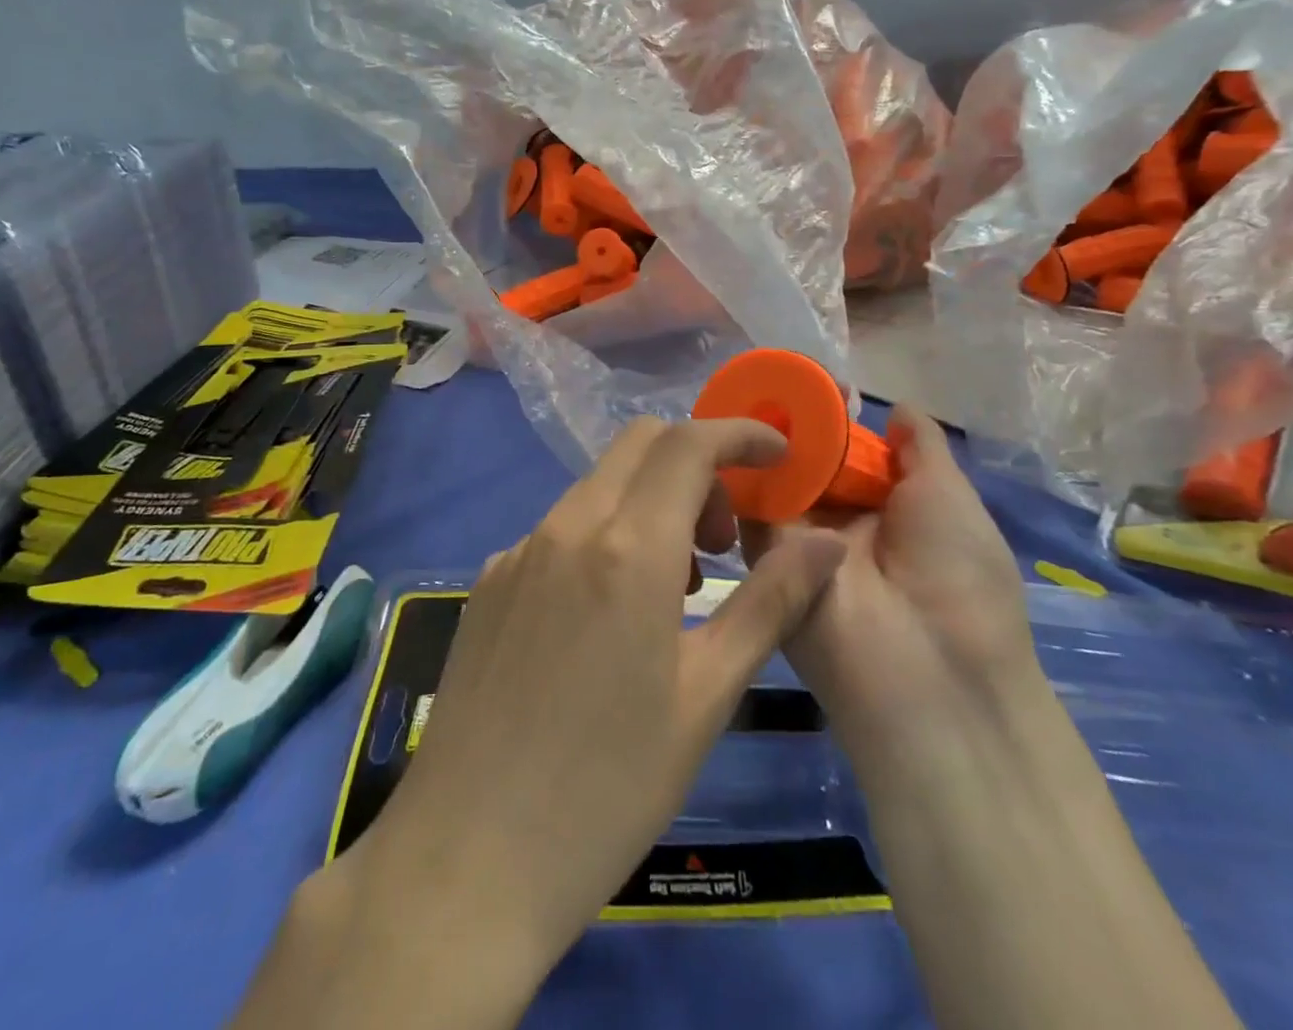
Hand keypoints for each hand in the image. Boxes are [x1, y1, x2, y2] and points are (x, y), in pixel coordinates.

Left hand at [250, 417, 845, 1029]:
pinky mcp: (488, 580)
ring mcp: (517, 550)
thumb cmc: (608, 788)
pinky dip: (603, 535)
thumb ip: (770, 603)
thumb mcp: (707, 697)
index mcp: (626, 547)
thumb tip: (825, 542)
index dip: (740, 434)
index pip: (688, 444)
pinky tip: (608, 614)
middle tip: (726, 537)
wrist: (466, 857)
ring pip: (598, 486)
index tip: (779, 456)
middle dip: (697, 465)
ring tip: (678, 584)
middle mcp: (565, 527)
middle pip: (639, 445)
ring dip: (649, 502)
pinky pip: (558, 529)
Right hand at [746, 404, 1041, 794]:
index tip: (807, 384)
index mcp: (888, 510)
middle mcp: (841, 524)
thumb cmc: (958, 577)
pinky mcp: (767, 562)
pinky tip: (730, 437)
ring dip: (764, 448)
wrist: (930, 674)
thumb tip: (897, 405)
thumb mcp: (950, 497)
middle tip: (765, 385)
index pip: (849, 455)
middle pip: (808, 466)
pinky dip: (741, 477)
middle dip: (790, 428)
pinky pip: (751, 512)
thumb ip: (921, 447)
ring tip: (745, 400)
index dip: (830, 421)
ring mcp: (802, 544)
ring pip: (776, 484)